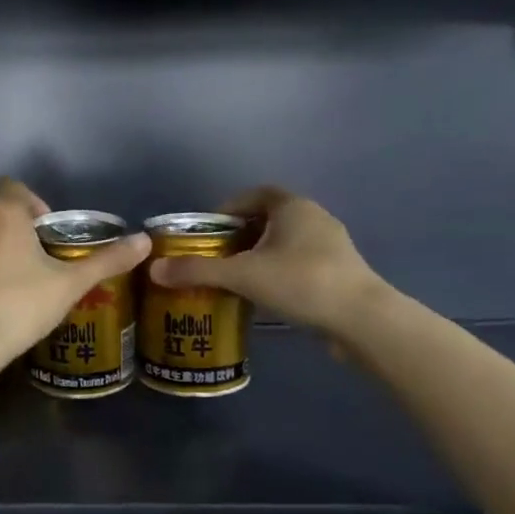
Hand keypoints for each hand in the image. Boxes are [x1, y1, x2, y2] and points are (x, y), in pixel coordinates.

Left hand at [0, 178, 150, 367]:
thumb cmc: (22, 307)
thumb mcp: (70, 285)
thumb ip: (107, 260)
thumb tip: (145, 240)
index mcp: (4, 214)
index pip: (15, 188)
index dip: (31, 205)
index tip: (43, 235)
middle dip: (10, 234)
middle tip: (29, 269)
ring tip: (1, 288)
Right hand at [148, 186, 385, 336]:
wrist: (361, 319)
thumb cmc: (301, 282)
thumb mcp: (243, 275)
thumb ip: (198, 270)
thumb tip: (154, 269)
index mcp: (292, 206)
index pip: (254, 194)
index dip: (227, 208)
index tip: (206, 231)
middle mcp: (314, 217)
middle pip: (267, 219)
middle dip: (238, 236)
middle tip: (213, 257)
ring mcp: (331, 246)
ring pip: (283, 244)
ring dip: (258, 256)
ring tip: (232, 279)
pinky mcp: (338, 272)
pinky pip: (298, 264)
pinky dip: (276, 273)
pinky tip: (262, 296)